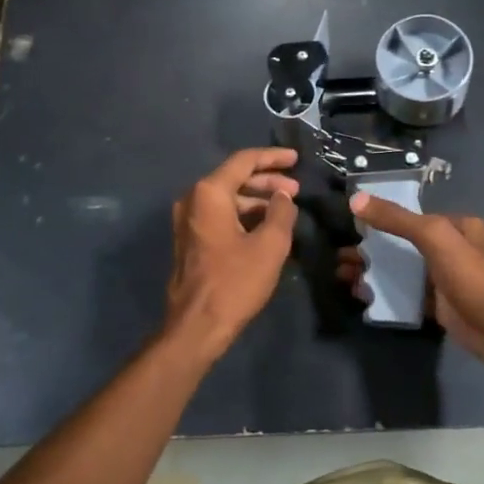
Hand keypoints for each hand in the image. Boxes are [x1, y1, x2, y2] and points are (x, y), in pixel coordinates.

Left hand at [163, 147, 300, 356]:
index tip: (296, 159)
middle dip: (267, 181)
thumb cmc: (235, 282)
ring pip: (227, 198)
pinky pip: (219, 215)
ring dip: (256, 200)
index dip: (273, 158)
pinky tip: (266, 226)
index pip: (244, 161)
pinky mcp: (190, 240)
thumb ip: (281, 212)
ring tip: (285, 210)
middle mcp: (193, 199)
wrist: (196, 326)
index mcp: (209, 193)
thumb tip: (283, 196)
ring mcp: (188, 221)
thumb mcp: (269, 245)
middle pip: (234, 178)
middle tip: (295, 189)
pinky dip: (243, 215)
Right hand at [340, 193, 483, 371]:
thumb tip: (356, 199)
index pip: (411, 217)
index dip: (379, 220)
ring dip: (375, 273)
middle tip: (339, 260)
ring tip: (343, 278)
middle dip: (370, 251)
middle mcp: (451, 249)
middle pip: (402, 245)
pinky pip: (408, 296)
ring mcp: (445, 279)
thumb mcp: (435, 238)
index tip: (349, 228)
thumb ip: (397, 219)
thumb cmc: (475, 277)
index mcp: (455, 226)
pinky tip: (364, 298)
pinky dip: (387, 295)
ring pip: (402, 272)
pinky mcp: (441, 307)